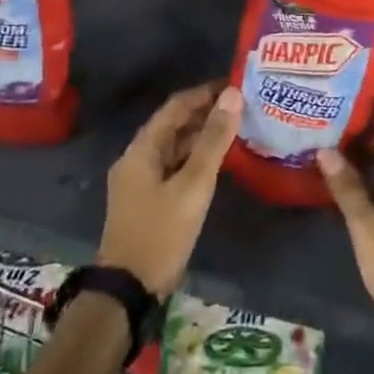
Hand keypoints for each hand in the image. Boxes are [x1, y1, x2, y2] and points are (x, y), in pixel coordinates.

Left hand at [98, 84, 241, 296]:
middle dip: (206, 112)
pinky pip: (174, 166)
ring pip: (174, 146)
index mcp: (142, 149)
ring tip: (238, 128)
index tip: (237, 84)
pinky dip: (195, 158)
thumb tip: (233, 95)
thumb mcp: (193, 185)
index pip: (176, 106)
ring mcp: (140, 180)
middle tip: (244, 106)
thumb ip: (214, 140)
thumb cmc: (161, 233)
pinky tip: (220, 161)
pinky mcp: (147, 199)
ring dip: (202, 135)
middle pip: (174, 124)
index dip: (205, 92)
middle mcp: (137, 158)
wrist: (129, 290)